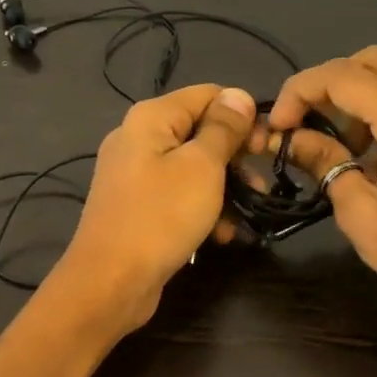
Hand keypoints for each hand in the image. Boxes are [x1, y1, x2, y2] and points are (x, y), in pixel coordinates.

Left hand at [55, 83, 257, 329]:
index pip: (208, 95)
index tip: (266, 147)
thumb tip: (238, 95)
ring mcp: (135, 174)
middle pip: (200, 131)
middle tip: (260, 186)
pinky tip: (221, 235)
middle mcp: (138, 137)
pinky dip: (201, 209)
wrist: (111, 282)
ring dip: (224, 188)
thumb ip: (223, 128)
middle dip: (235, 157)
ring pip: (192, 167)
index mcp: (151, 117)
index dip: (241, 116)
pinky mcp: (137, 205)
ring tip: (247, 214)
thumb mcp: (203, 167)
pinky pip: (177, 195)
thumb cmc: (161, 217)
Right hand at [268, 47, 376, 327]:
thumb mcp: (360, 215)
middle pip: (372, 60)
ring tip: (334, 142)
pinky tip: (365, 149)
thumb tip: (290, 137)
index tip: (278, 125)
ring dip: (353, 94)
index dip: (302, 90)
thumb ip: (324, 163)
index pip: (346, 76)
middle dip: (327, 82)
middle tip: (303, 123)